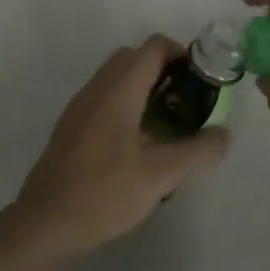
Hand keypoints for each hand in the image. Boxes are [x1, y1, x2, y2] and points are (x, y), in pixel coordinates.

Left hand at [8, 36, 230, 258]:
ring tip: (165, 124)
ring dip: (143, 87)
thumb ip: (198, 151)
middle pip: (134, 57)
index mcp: (119, 90)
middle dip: (164, 70)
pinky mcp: (70, 127)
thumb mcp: (160, 175)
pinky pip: (103, 98)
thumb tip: (224, 135)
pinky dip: (125, 104)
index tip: (201, 83)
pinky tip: (137, 143)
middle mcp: (96, 88)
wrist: (45, 223)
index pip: (153, 47)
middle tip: (186, 102)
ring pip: (116, 77)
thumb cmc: (104, 193)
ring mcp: (79, 107)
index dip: (182, 55)